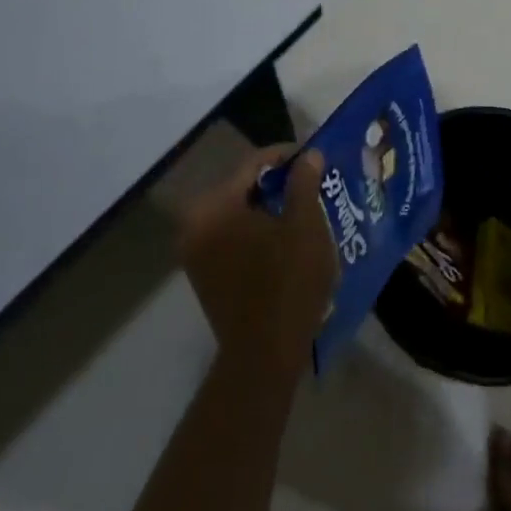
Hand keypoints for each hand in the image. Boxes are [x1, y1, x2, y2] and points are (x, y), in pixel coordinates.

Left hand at [178, 146, 338, 372]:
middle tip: (313, 184)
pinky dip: (257, 233)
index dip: (287, 156)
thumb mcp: (305, 226)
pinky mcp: (203, 276)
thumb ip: (304, 182)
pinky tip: (286, 239)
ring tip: (304, 209)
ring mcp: (195, 253)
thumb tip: (309, 155)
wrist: (265, 355)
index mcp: (214, 206)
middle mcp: (194, 224)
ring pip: (239, 214)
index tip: (315, 158)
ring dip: (269, 209)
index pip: (253, 164)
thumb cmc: (288, 282)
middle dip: (279, 184)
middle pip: (243, 188)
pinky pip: (232, 238)